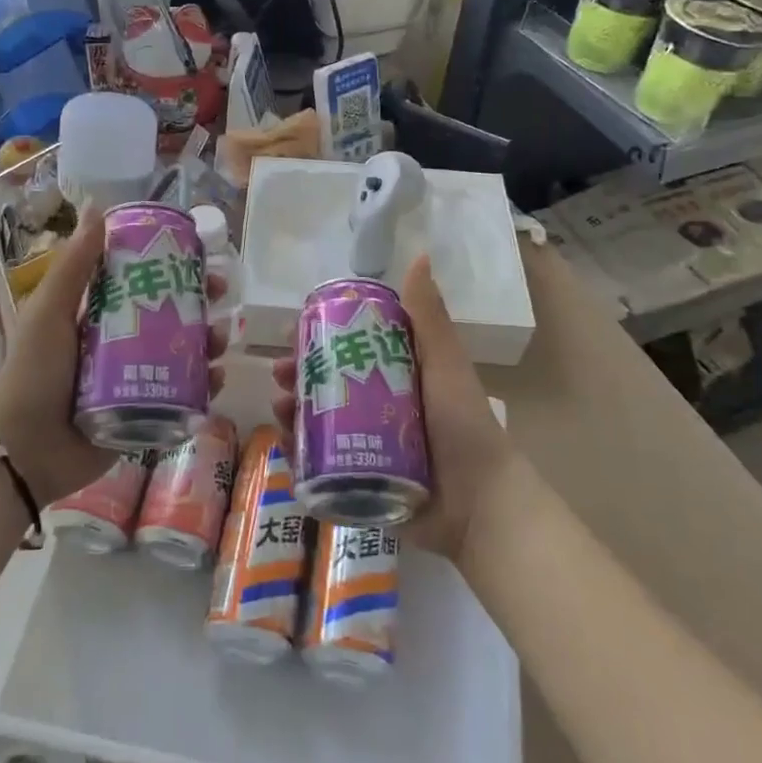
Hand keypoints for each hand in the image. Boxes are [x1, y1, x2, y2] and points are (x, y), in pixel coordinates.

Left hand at [0, 206, 227, 506]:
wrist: (24, 449)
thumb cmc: (35, 372)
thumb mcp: (50, 311)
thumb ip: (74, 265)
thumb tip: (97, 207)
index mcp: (99, 315)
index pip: (144, 282)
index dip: (173, 267)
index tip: (198, 256)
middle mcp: (122, 343)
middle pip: (171, 315)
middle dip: (200, 303)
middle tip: (220, 295)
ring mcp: (137, 380)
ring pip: (184, 354)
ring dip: (209, 342)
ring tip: (221, 340)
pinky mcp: (147, 413)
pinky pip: (184, 395)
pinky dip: (204, 386)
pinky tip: (215, 378)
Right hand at [271, 253, 514, 565]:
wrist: (481, 506)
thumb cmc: (464, 426)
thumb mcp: (444, 365)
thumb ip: (429, 318)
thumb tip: (418, 256)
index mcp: (396, 378)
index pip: (348, 351)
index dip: (319, 340)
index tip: (295, 332)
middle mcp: (377, 409)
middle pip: (326, 386)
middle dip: (299, 376)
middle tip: (281, 374)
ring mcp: (365, 448)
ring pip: (316, 424)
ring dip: (292, 411)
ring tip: (280, 407)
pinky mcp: (357, 483)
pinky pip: (319, 466)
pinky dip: (297, 454)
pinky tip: (283, 442)